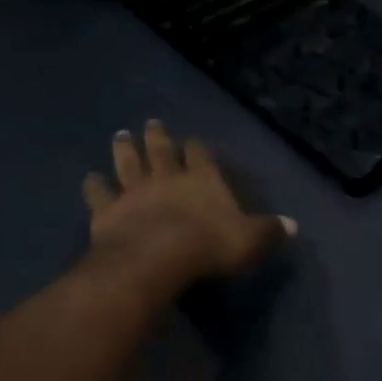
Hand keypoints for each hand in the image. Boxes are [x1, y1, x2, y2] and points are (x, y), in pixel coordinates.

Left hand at [83, 121, 294, 282]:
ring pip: (128, 164)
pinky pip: (99, 194)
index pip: (201, 156)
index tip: (193, 141)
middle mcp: (167, 178)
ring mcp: (134, 192)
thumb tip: (293, 225)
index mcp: (202, 180)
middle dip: (157, 137)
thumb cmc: (209, 245)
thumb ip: (269, 230)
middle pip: (161, 151)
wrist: (156, 258)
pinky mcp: (108, 211)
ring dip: (124, 150)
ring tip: (120, 135)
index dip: (198, 148)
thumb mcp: (250, 240)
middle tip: (151, 122)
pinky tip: (89, 178)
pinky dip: (94, 186)